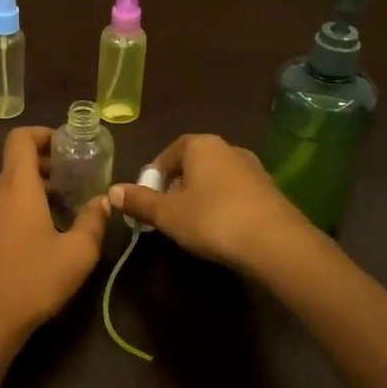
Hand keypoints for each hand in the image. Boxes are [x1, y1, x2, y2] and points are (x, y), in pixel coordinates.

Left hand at [0, 126, 111, 346]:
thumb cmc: (31, 280)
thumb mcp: (77, 254)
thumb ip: (94, 221)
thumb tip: (105, 201)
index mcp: (16, 186)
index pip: (20, 138)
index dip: (43, 134)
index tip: (68, 148)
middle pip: (17, 162)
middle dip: (48, 164)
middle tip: (77, 179)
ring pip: (11, 188)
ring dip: (37, 189)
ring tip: (66, 210)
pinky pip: (3, 209)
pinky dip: (23, 208)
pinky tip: (43, 237)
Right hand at [109, 133, 319, 273]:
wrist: (275, 242)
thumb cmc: (212, 219)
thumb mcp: (167, 214)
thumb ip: (139, 201)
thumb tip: (112, 190)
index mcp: (201, 145)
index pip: (171, 151)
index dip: (155, 173)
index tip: (148, 197)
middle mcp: (229, 149)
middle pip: (194, 164)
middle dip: (178, 186)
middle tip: (167, 214)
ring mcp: (253, 169)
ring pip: (216, 180)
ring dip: (202, 198)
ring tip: (192, 226)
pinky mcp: (270, 192)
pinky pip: (236, 194)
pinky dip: (224, 207)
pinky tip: (221, 232)